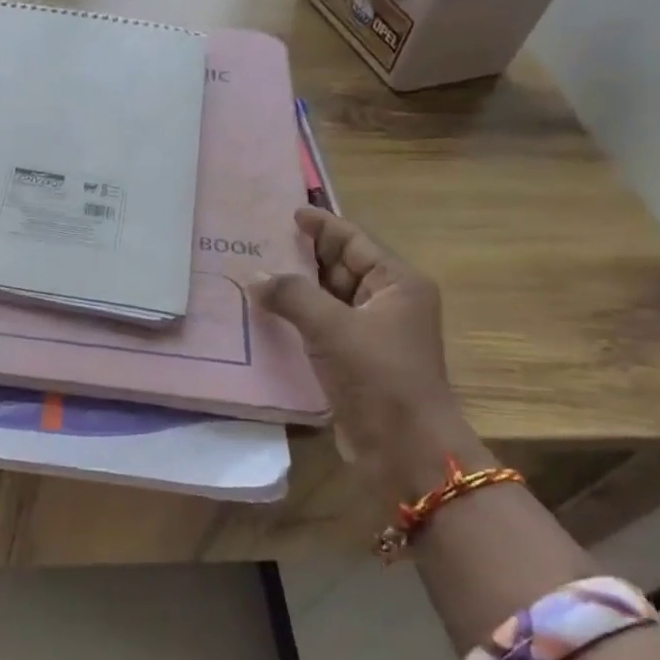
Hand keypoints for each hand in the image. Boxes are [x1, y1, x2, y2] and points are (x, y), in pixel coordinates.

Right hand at [255, 207, 491, 517]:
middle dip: (305, 256)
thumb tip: (256, 275)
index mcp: (398, 284)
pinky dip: (299, 319)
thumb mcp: (334, 327)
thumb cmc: (378, 376)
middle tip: (263, 242)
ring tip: (257, 273)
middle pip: (342, 268)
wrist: (403, 446)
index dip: (323, 226)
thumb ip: (292, 295)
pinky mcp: (356, 362)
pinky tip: (269, 314)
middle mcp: (389, 304)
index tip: (292, 213)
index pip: (356, 242)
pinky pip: (323, 328)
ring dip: (298, 289)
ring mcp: (373, 335)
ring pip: (330, 300)